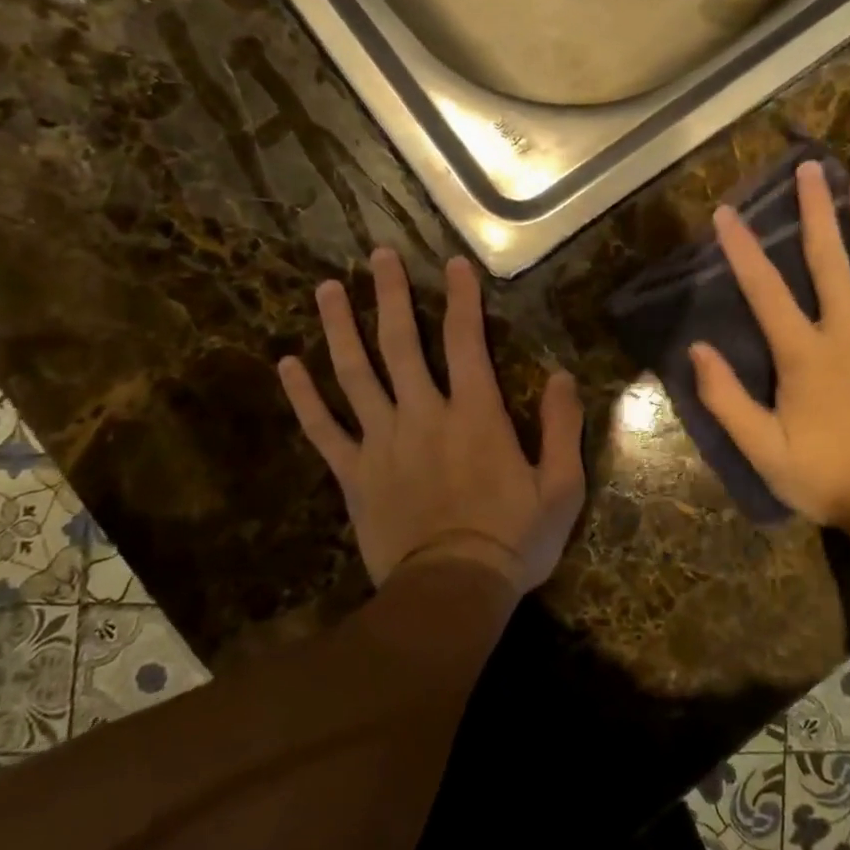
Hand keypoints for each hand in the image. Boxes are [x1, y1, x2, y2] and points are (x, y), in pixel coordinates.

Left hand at [278, 249, 585, 596]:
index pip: (465, 341)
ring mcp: (382, 442)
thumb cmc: (513, 540)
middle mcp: (423, 414)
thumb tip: (561, 375)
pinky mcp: (353, 474)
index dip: (461, 298)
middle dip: (390, 295)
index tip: (452, 262)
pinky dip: (304, 396)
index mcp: (475, 414)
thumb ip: (562, 426)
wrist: (451, 594)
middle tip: (377, 255)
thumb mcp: (561, 487)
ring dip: (340, 328)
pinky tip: (287, 365)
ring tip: (325, 288)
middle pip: (401, 343)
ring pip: (355, 374)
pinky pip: (323, 429)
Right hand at [689, 162, 849, 536]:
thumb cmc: (826, 476)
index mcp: (803, 353)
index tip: (727, 212)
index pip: (764, 290)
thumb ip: (726, 399)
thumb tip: (696, 349)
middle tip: (812, 167)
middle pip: (829, 260)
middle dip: (817, 210)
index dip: (742, 249)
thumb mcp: (762, 449)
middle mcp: (846, 331)